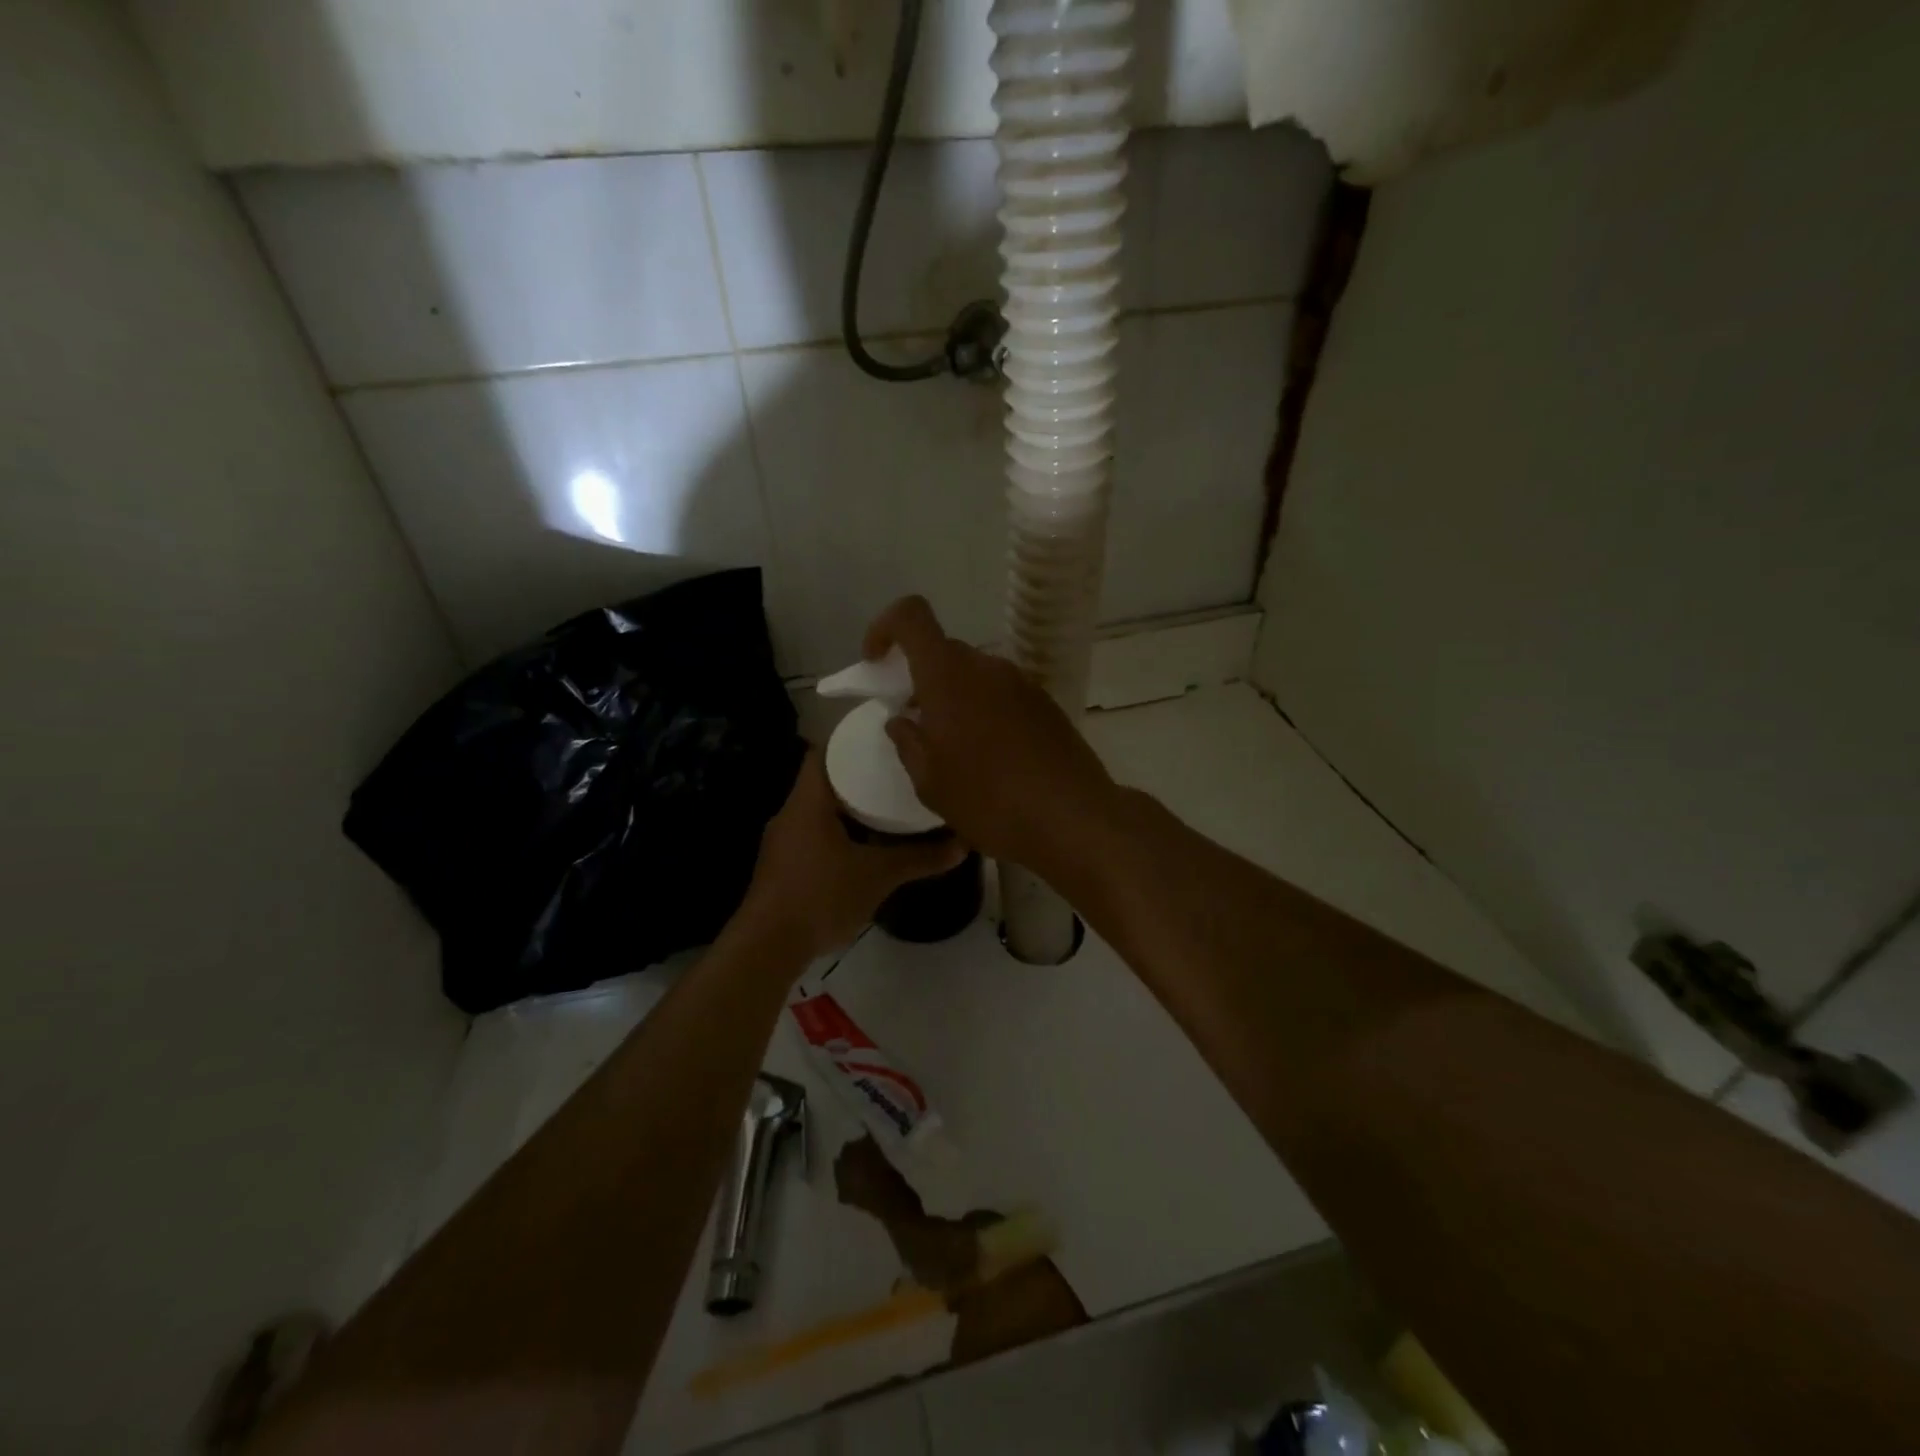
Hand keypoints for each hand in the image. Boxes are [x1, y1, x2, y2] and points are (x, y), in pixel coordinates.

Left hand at [736, 749, 964, 963]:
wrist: (768, 948)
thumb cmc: (821, 896)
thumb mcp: (878, 876)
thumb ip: (920, 858)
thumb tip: (963, 845)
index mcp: (807, 802)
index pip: (824, 752)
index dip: (851, 742)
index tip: (884, 741)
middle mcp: (790, 814)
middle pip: (824, 780)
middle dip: (858, 776)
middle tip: (896, 772)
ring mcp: (783, 841)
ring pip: (819, 810)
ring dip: (849, 807)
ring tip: (887, 804)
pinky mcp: (783, 866)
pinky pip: (814, 834)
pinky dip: (839, 832)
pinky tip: (865, 844)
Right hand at [864, 597, 1117, 873]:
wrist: (1072, 818)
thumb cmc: (989, 800)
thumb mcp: (930, 782)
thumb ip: (908, 743)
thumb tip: (901, 721)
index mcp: (948, 676)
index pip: (911, 616)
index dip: (885, 628)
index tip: (877, 663)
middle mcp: (986, 667)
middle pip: (944, 651)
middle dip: (921, 678)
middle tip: (915, 722)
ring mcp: (1022, 683)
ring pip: (974, 675)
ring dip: (954, 698)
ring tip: (954, 748)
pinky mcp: (1045, 704)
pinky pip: (1002, 694)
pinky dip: (984, 711)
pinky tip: (990, 757)